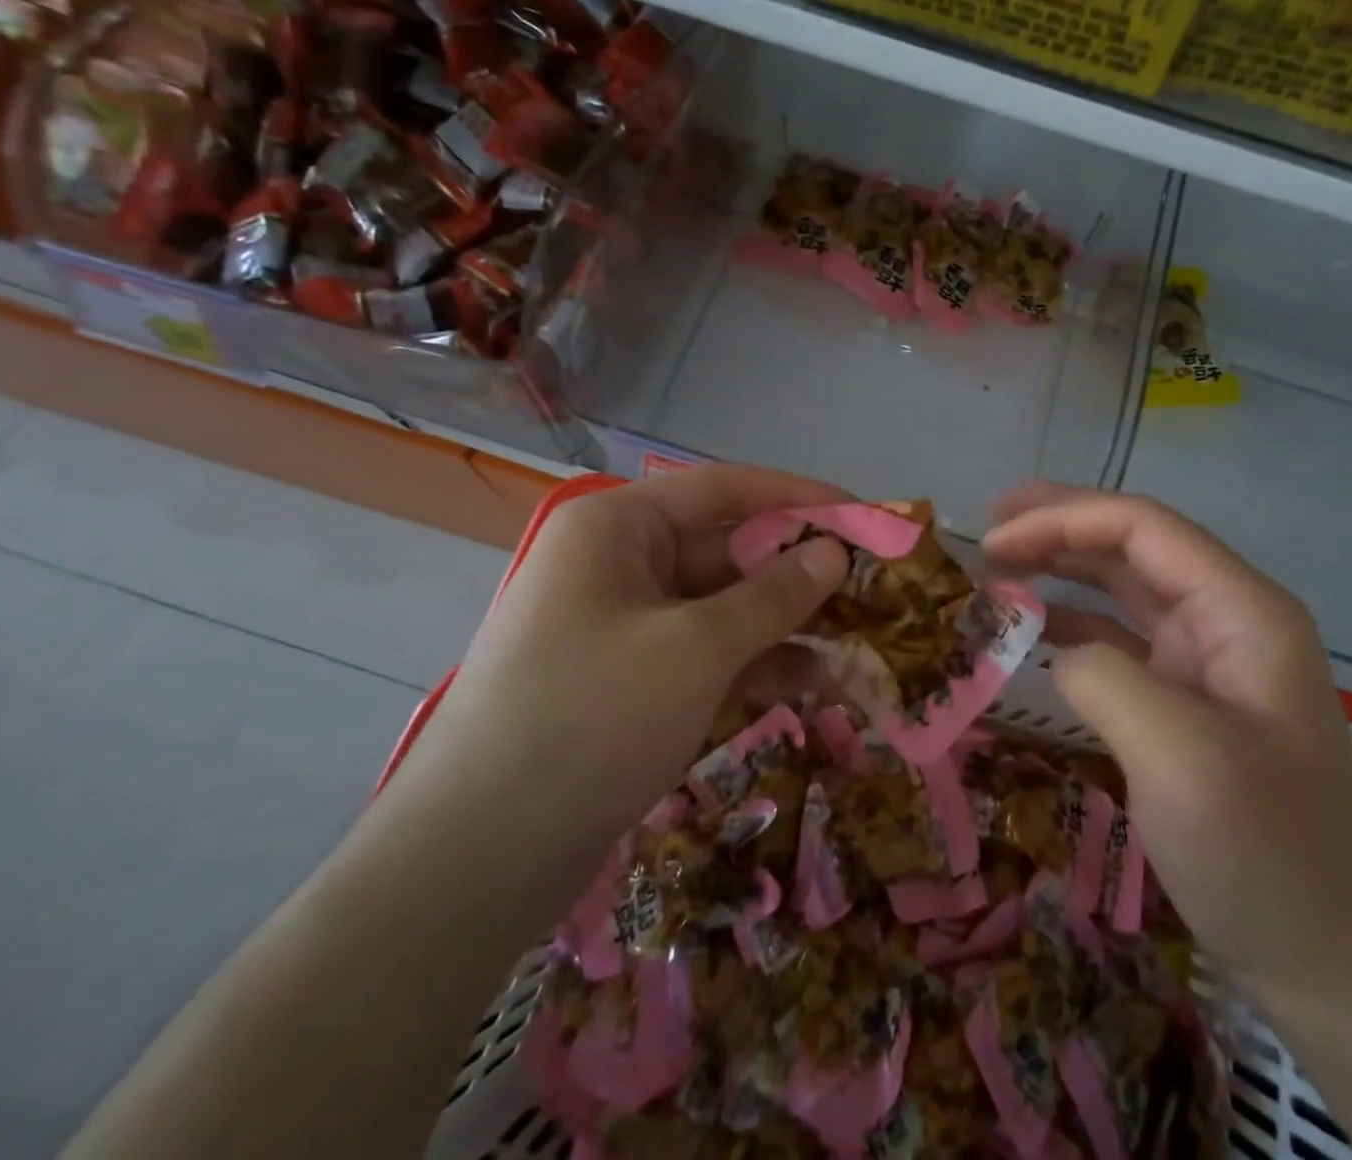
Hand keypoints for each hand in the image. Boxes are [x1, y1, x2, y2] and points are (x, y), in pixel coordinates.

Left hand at [384, 465, 850, 924]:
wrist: (476, 862)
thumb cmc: (589, 719)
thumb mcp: (695, 649)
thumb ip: (773, 596)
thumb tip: (833, 553)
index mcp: (619, 528)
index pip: (724, 489)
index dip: (799, 497)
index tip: (864, 516)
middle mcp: (621, 565)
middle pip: (728, 548)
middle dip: (800, 568)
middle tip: (875, 585)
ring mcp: (627, 626)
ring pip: (724, 606)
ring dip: (788, 620)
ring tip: (862, 635)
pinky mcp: (635, 682)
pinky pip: (708, 653)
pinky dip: (759, 662)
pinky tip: (818, 678)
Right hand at [984, 486, 1351, 1015]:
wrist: (1327, 962)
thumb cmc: (1262, 850)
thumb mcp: (1176, 754)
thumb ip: (1102, 675)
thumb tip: (1058, 651)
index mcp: (1243, 610)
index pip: (1143, 529)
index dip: (1062, 519)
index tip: (993, 540)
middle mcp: (1228, 620)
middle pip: (1132, 546)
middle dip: (1058, 529)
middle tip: (988, 530)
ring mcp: (1208, 662)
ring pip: (1123, 589)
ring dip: (1062, 570)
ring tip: (999, 566)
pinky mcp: (1187, 701)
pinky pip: (1120, 641)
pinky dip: (1072, 626)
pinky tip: (1032, 630)